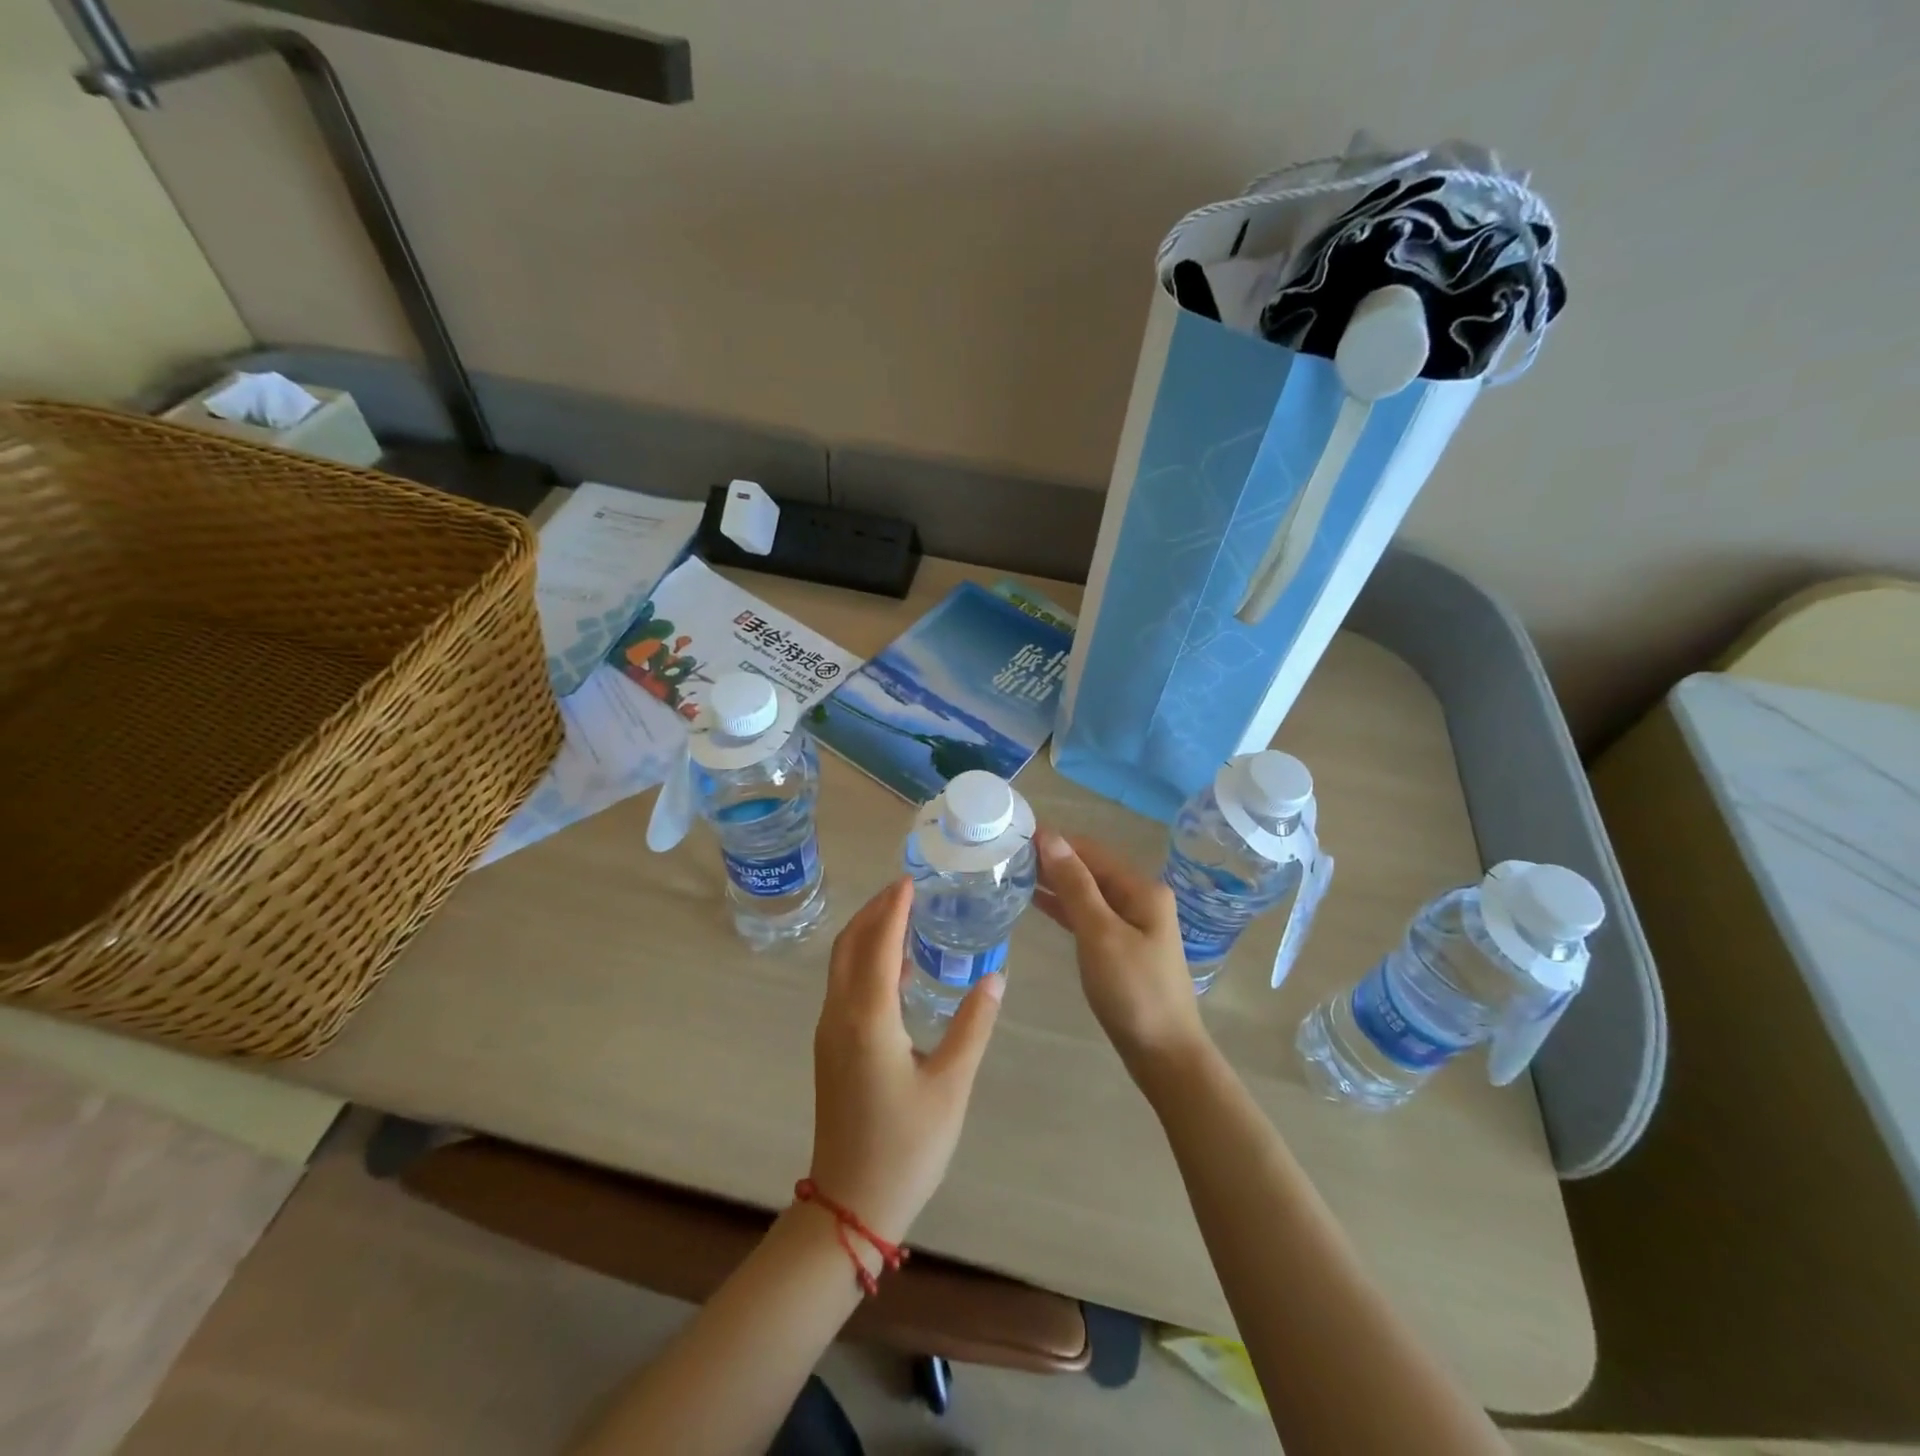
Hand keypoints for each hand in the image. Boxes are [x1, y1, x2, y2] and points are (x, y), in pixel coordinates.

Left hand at [808, 878, 1003, 1243]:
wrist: (850, 1204)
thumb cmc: (906, 1145)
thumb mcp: (951, 1084)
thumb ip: (973, 1025)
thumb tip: (995, 976)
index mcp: (868, 1017)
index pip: (878, 944)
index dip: (894, 908)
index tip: (911, 878)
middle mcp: (840, 1014)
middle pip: (850, 944)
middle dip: (875, 911)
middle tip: (907, 888)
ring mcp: (829, 1032)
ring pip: (841, 964)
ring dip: (866, 933)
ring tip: (902, 915)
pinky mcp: (830, 1048)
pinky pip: (843, 986)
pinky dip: (863, 960)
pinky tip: (894, 968)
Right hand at [1034, 829, 1210, 1084]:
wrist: (1164, 1053)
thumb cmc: (1133, 990)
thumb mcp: (1100, 933)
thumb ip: (1075, 884)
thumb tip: (1050, 837)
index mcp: (1141, 889)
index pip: (1091, 850)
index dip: (1055, 840)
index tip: (1015, 833)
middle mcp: (1139, 899)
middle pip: (1090, 869)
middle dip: (1052, 859)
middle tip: (1007, 853)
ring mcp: (1131, 924)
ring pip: (1087, 892)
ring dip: (1055, 882)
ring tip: (1014, 872)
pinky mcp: (1121, 947)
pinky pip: (1088, 915)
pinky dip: (1063, 907)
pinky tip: (1036, 902)